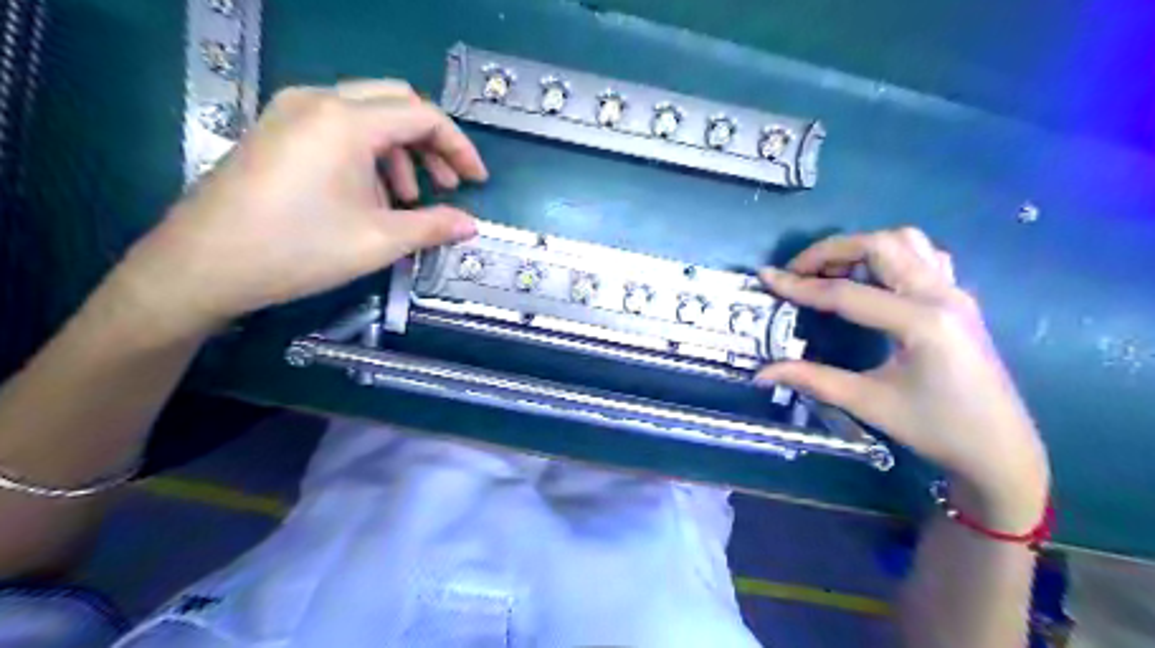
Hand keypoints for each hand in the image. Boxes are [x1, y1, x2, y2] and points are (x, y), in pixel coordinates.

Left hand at [108, 82, 486, 339]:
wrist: (203, 265)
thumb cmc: (299, 249)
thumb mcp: (379, 241)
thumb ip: (433, 226)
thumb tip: (471, 225)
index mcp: (347, 121)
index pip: (423, 115)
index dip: (459, 147)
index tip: (477, 182)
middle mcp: (319, 101)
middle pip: (396, 103)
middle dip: (431, 143)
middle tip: (448, 184)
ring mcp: (291, 112)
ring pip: (367, 114)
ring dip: (400, 151)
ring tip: (407, 200)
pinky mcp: (276, 131)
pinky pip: (338, 128)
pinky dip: (368, 154)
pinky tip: (369, 196)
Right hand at [765, 227, 1052, 531]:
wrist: (1000, 449)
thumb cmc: (935, 428)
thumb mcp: (867, 403)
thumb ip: (811, 379)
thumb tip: (761, 373)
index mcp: (920, 322)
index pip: (846, 292)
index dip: (799, 285)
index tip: (766, 277)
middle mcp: (941, 295)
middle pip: (880, 245)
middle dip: (831, 251)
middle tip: (798, 271)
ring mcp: (955, 292)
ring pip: (906, 242)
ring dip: (863, 247)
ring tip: (832, 272)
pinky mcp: (959, 299)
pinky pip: (924, 256)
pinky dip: (891, 255)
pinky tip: (873, 280)